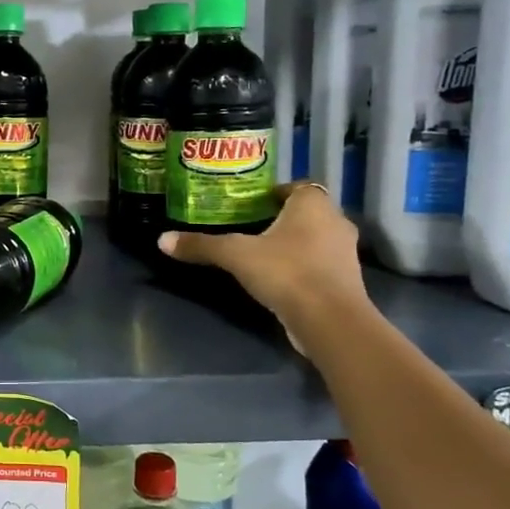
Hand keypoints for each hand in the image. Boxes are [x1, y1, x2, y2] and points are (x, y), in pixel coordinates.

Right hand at [158, 181, 370, 355]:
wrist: (330, 321)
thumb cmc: (286, 272)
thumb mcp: (236, 255)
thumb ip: (202, 245)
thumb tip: (162, 240)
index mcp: (313, 204)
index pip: (296, 187)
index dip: (274, 194)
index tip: (251, 205)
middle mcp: (336, 221)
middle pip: (306, 213)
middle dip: (281, 219)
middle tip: (250, 228)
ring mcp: (346, 253)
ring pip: (316, 239)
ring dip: (294, 244)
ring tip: (261, 255)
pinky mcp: (347, 282)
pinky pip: (320, 264)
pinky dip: (303, 267)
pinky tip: (279, 279)